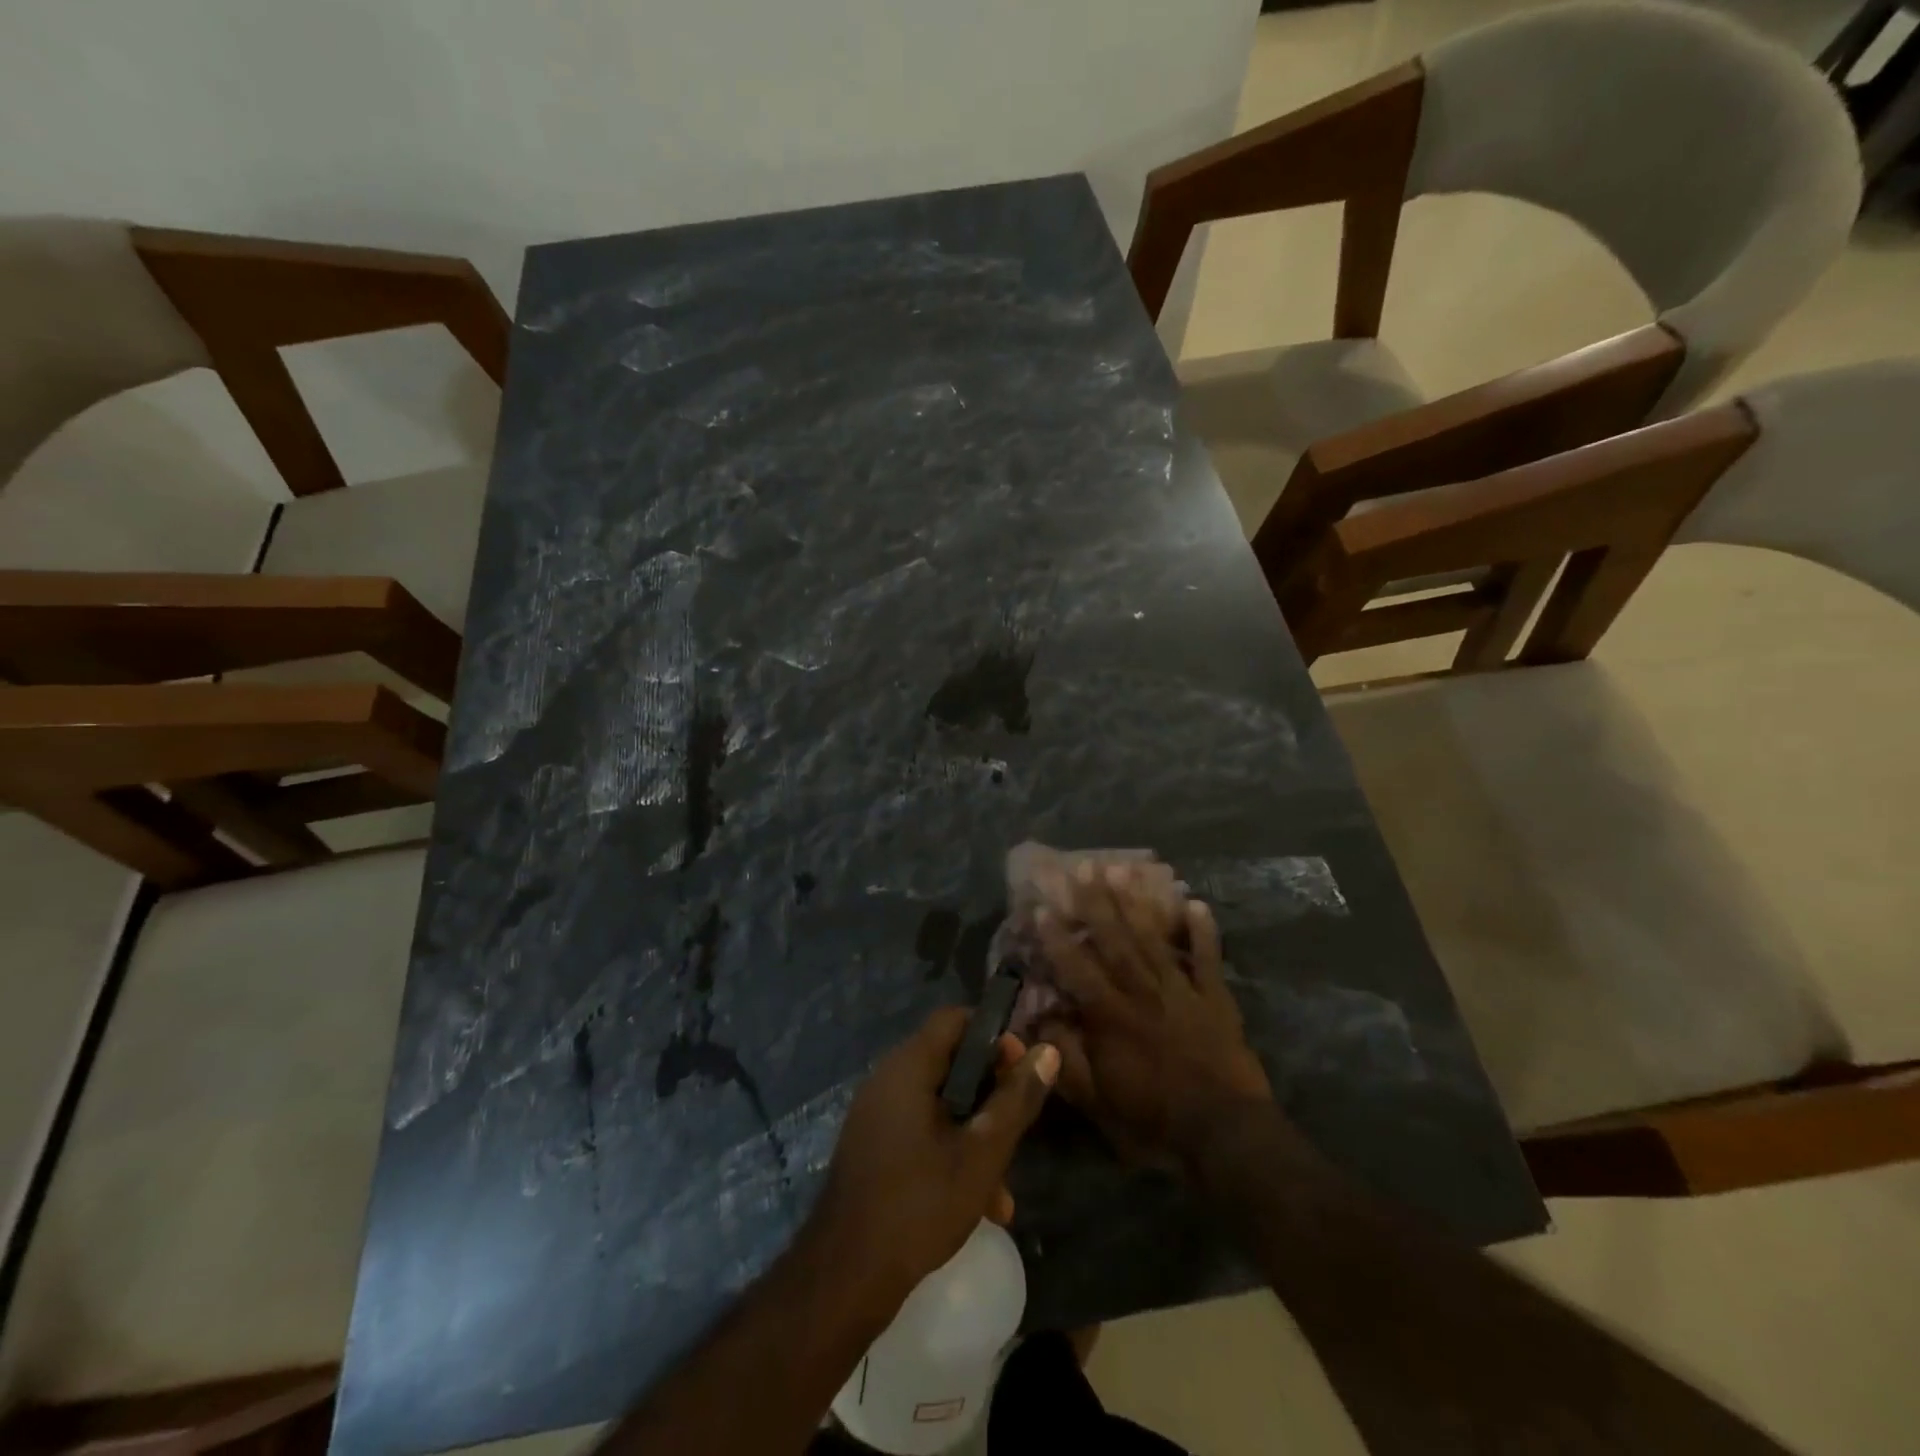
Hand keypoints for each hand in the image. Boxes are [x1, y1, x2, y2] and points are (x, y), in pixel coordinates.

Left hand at [812, 1009, 1058, 1305]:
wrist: (845, 1277)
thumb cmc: (919, 1205)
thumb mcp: (982, 1154)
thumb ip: (1016, 1100)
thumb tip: (1047, 1052)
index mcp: (909, 1067)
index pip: (955, 1019)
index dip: (994, 1036)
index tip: (1022, 1072)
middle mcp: (888, 1079)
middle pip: (950, 1062)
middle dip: (990, 1095)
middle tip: (1018, 1128)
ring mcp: (877, 1114)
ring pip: (940, 1104)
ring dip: (975, 1135)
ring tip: (1003, 1188)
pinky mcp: (873, 1146)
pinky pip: (921, 1130)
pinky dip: (950, 1152)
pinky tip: (977, 1205)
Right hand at [1036, 862, 1271, 1169]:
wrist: (1224, 1133)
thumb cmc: (1153, 1119)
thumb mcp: (1097, 1100)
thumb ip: (1067, 1057)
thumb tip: (1039, 1019)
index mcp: (1110, 1016)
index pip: (1077, 968)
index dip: (1057, 938)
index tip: (1042, 907)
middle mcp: (1142, 992)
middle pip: (1115, 940)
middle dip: (1097, 902)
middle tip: (1084, 866)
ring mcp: (1181, 990)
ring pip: (1154, 939)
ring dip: (1138, 903)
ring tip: (1124, 869)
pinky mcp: (1214, 998)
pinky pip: (1208, 958)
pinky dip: (1203, 931)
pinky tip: (1195, 903)